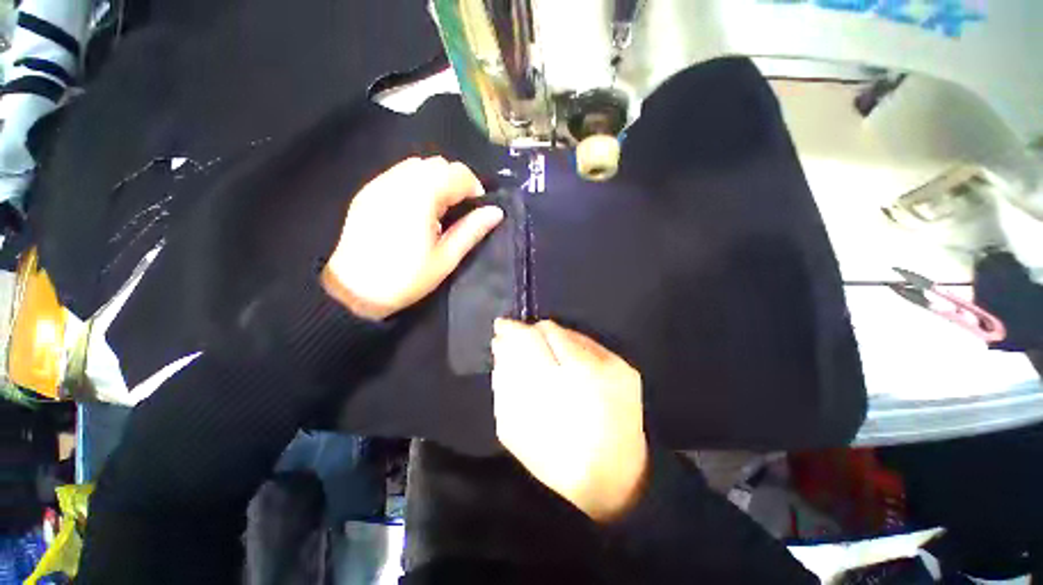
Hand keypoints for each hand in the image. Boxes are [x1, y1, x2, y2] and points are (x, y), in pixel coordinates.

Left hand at [322, 157, 503, 320]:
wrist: (355, 291)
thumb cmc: (407, 278)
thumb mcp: (446, 258)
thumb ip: (472, 230)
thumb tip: (496, 211)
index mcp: (421, 197)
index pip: (456, 173)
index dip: (474, 187)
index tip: (477, 208)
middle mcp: (399, 181)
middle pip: (437, 163)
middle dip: (455, 181)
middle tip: (458, 211)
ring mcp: (379, 184)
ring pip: (417, 165)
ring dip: (435, 180)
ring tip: (437, 210)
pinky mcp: (368, 191)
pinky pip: (399, 174)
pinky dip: (416, 183)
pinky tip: (415, 209)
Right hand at [491, 319, 648, 521]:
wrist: (617, 478)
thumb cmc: (560, 462)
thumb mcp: (518, 431)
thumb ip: (505, 385)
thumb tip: (501, 349)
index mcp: (558, 386)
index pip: (530, 339)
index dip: (513, 330)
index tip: (501, 329)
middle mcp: (589, 367)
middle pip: (550, 330)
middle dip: (530, 333)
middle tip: (519, 343)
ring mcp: (611, 364)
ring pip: (569, 333)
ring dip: (551, 340)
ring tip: (545, 357)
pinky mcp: (625, 367)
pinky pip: (588, 344)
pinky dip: (571, 348)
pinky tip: (566, 364)